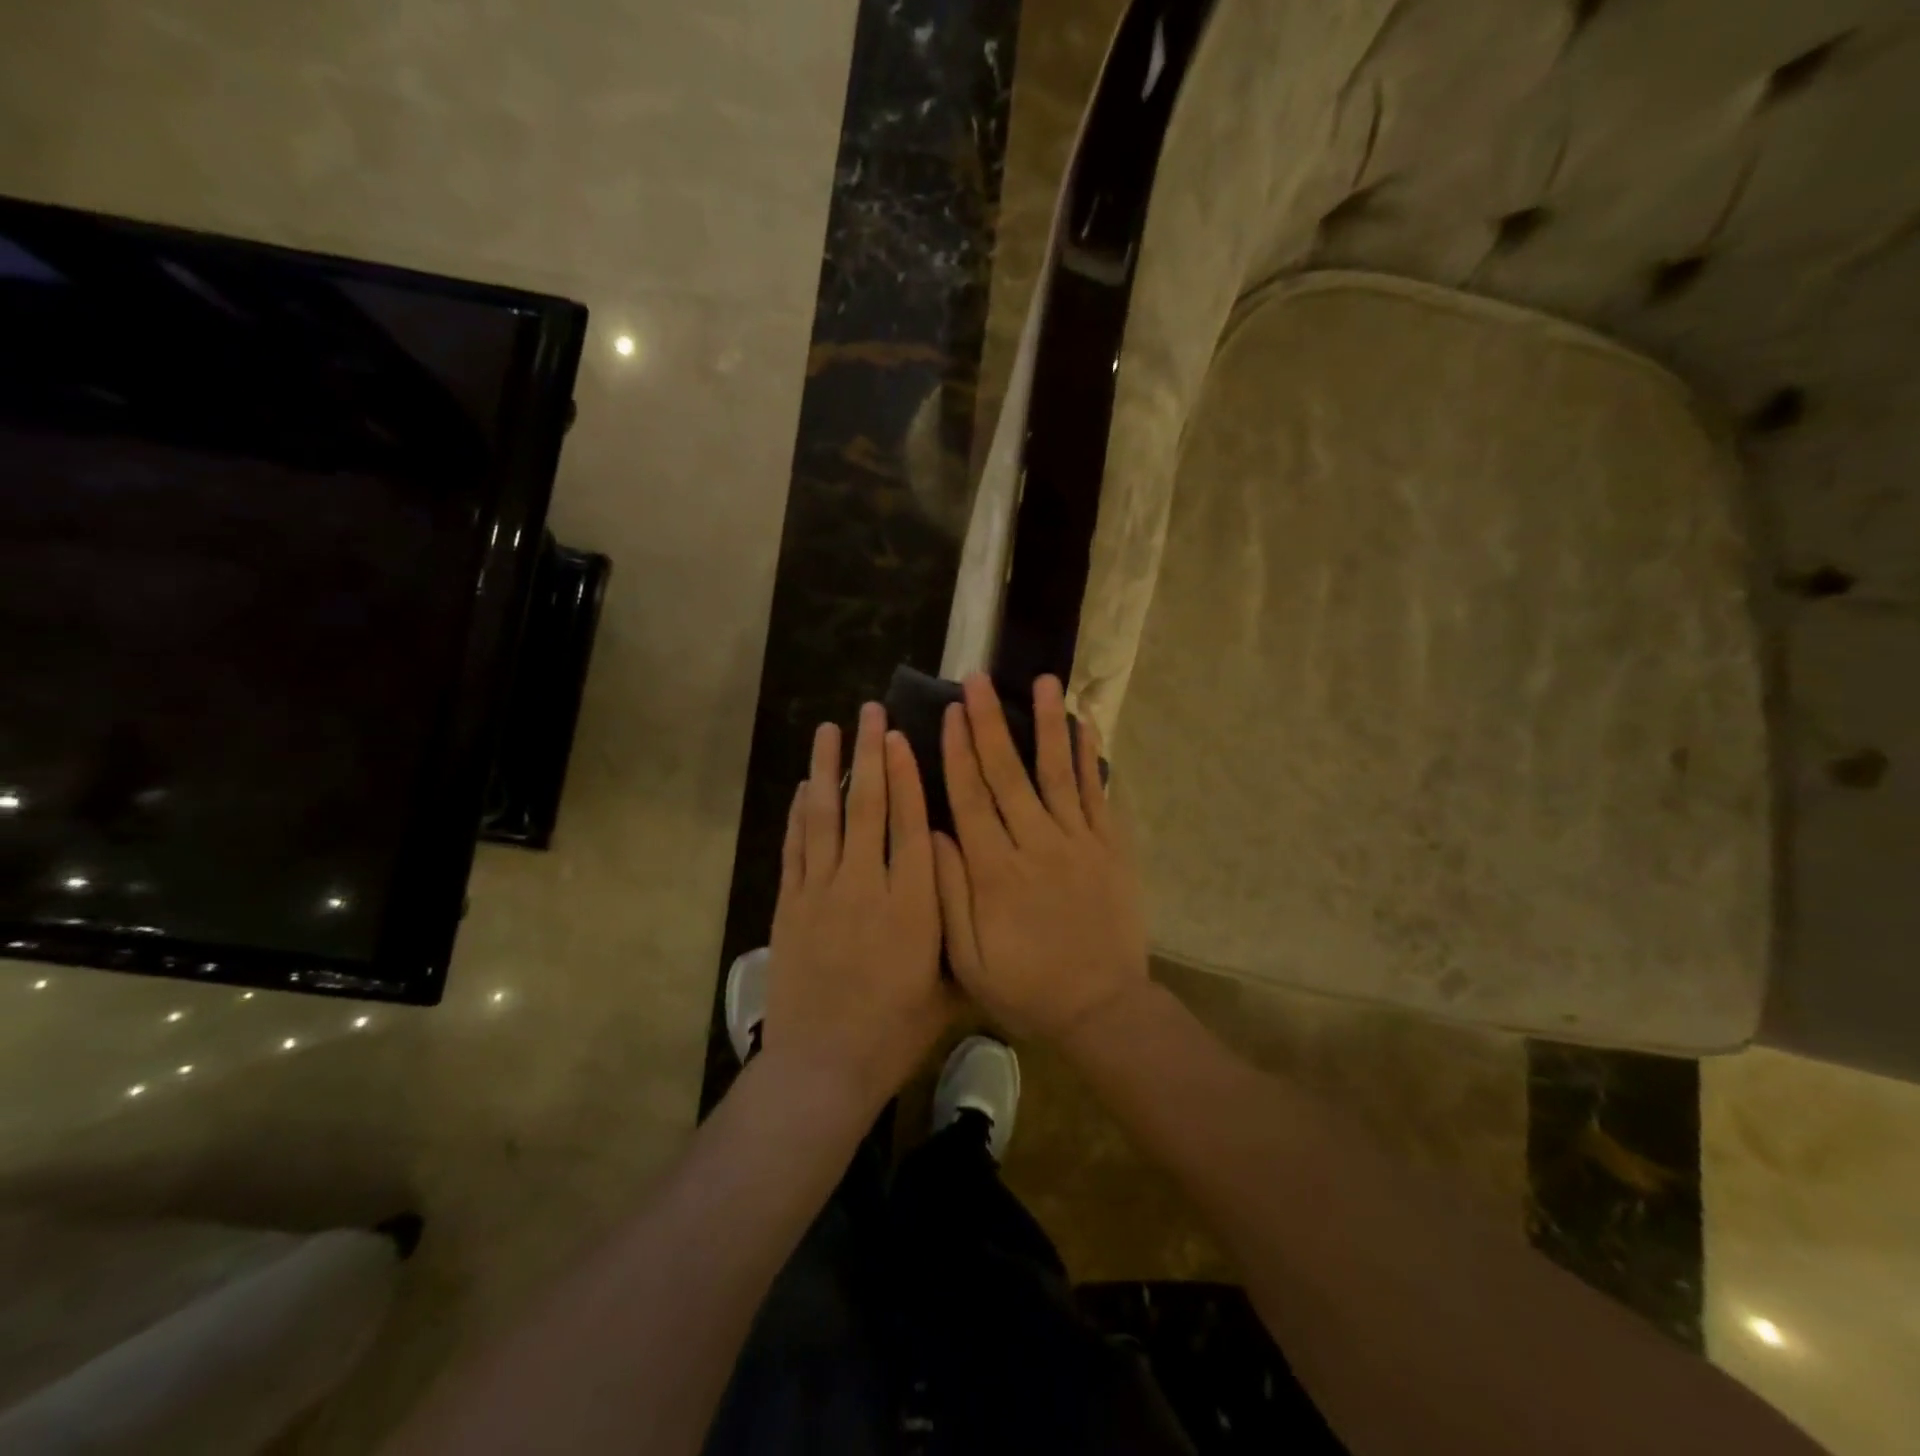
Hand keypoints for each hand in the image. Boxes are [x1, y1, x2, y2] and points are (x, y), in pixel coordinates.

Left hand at [766, 703, 955, 1108]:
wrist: (824, 1066)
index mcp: (912, 906)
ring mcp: (821, 893)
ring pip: (826, 817)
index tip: (904, 737)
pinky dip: (800, 813)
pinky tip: (806, 786)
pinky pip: (795, 848)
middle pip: (867, 807)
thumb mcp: (949, 985)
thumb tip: (967, 872)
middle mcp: (866, 887)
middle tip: (871, 712)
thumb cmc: (896, 1031)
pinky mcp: (790, 906)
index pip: (909, 825)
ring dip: (828, 768)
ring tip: (831, 729)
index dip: (907, 776)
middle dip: (870, 755)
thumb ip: (958, 926)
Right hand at [932, 674, 1149, 1041]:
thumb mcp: (970, 958)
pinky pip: (1098, 794)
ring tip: (1041, 681)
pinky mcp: (1110, 847)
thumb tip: (932, 834)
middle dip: (990, 723)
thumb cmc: (1028, 987)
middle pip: (1008, 774)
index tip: (949, 712)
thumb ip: (948, 894)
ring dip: (1046, 724)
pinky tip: (1083, 725)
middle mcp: (1036, 844)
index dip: (957, 752)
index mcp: (996, 871)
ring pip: (1058, 773)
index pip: (970, 798)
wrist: (1103, 1009)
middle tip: (977, 679)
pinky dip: (1090, 758)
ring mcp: (1078, 842)